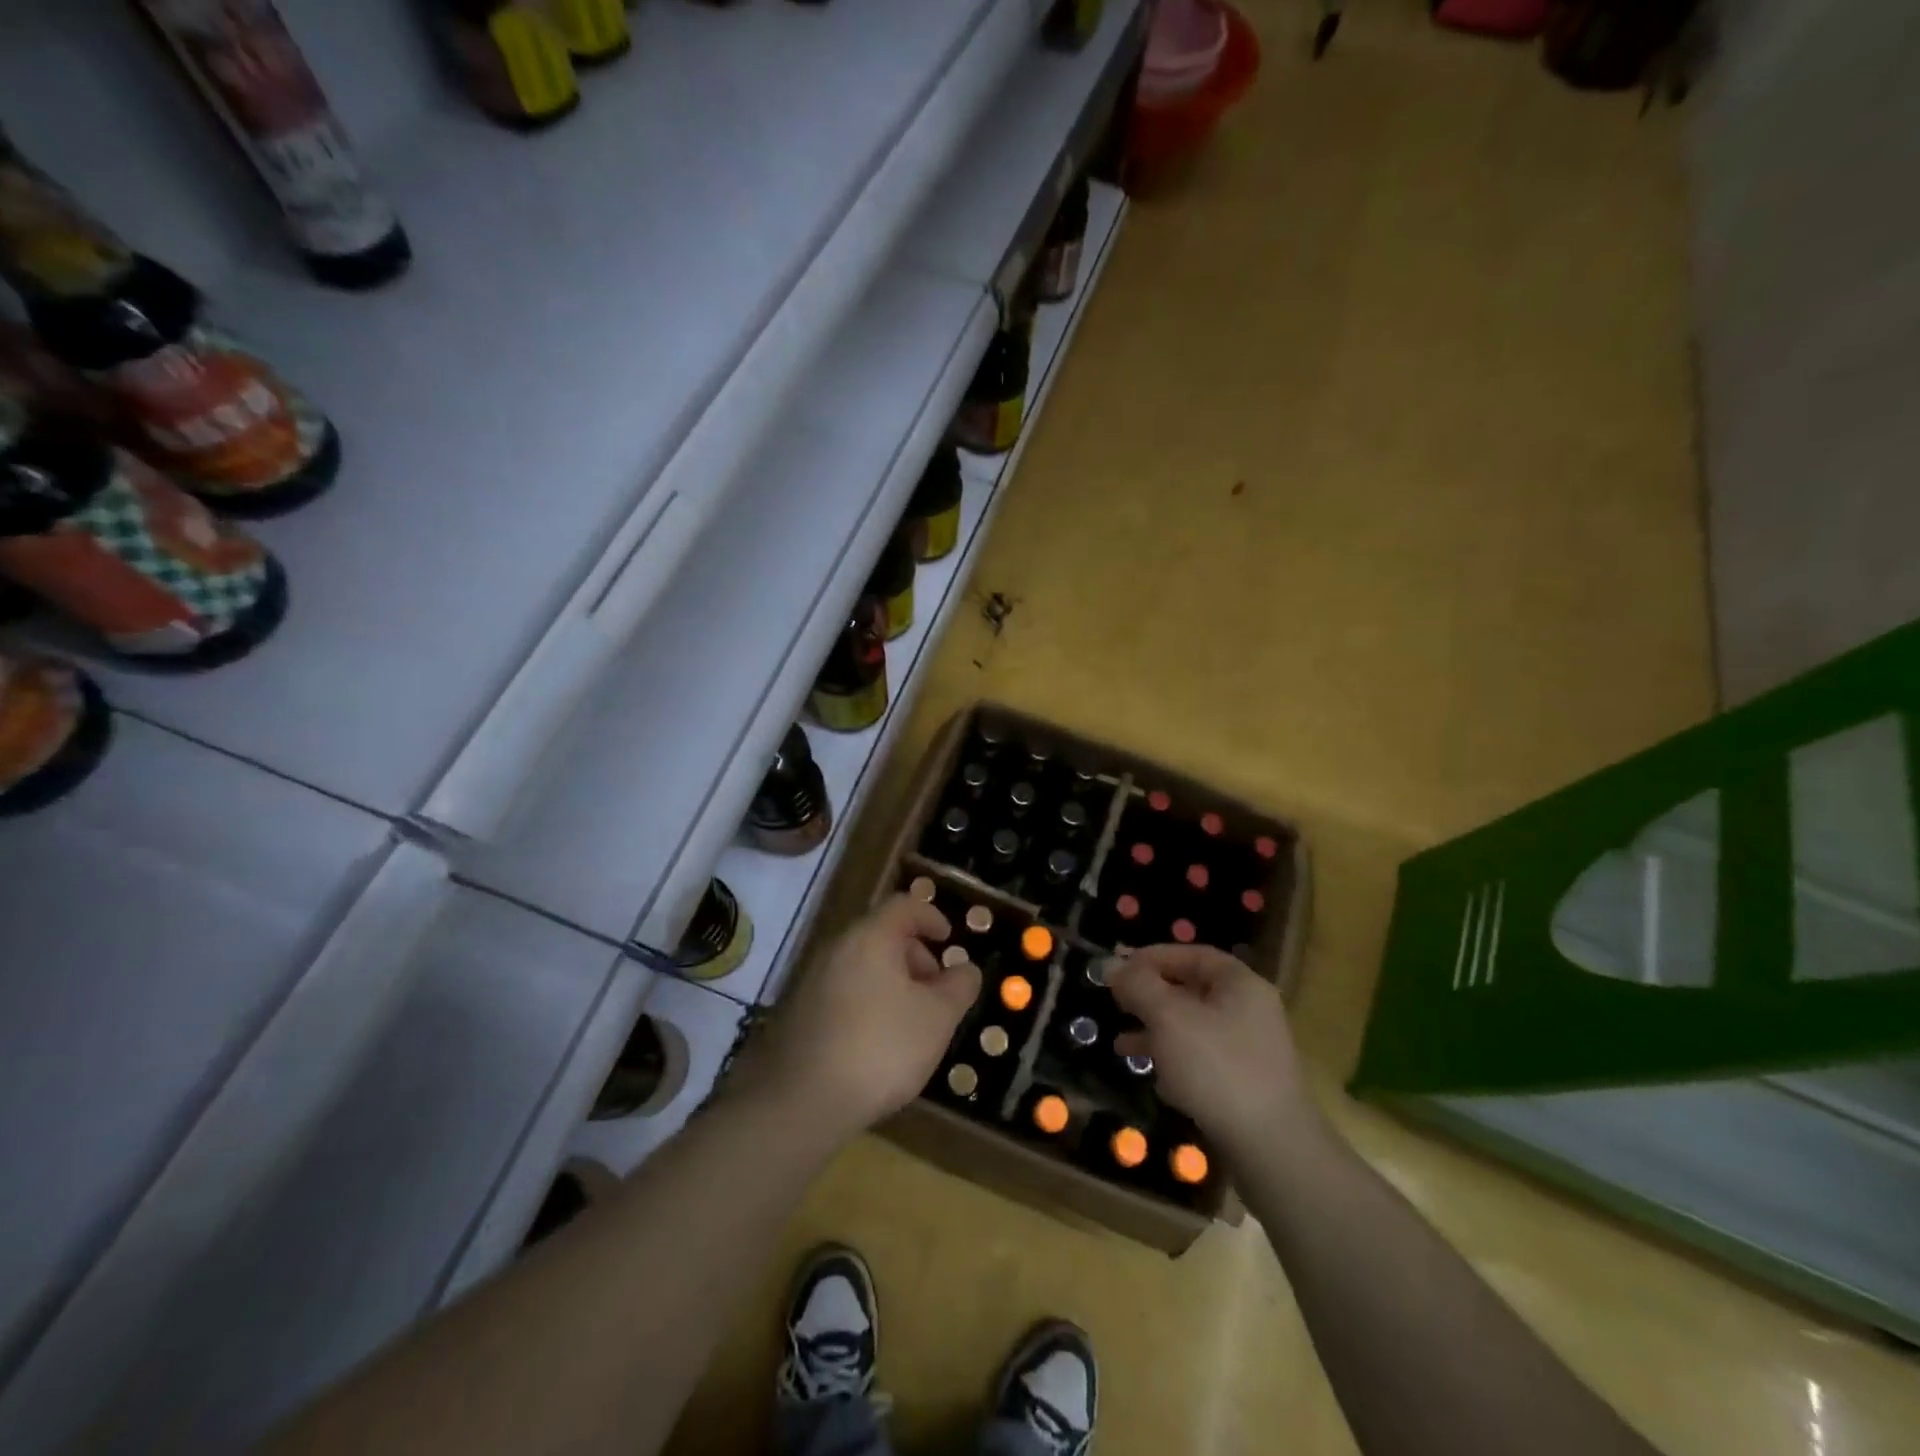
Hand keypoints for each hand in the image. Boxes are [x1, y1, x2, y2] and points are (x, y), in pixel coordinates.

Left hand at [740, 895, 978, 1141]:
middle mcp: (837, 947)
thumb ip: (960, 986)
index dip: (931, 916)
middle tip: (936, 991)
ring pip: (862, 964)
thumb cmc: (881, 1047)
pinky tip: (878, 1042)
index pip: (904, 905)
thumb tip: (966, 969)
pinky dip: (868, 1001)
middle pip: (882, 934)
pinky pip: (844, 991)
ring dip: (892, 981)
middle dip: (915, 956)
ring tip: (912, 1022)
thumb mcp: (938, 1018)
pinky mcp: (799, 1011)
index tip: (949, 939)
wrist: (802, 1102)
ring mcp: (812, 979)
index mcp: (871, 937)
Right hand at [1107, 944, 1315, 1158]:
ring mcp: (1249, 1049)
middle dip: (1150, 996)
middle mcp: (1249, 1010)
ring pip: (1193, 1026)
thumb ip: (1138, 986)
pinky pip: (1202, 1058)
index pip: (1192, 955)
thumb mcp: (1169, 1018)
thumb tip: (1112, 965)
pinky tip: (1152, 1074)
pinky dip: (1174, 1059)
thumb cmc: (1217, 1068)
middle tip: (1116, 1003)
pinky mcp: (1244, 1083)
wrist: (1271, 1149)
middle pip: (1191, 990)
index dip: (1152, 957)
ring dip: (1156, 1030)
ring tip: (1121, 1043)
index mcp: (1240, 984)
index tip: (1118, 968)